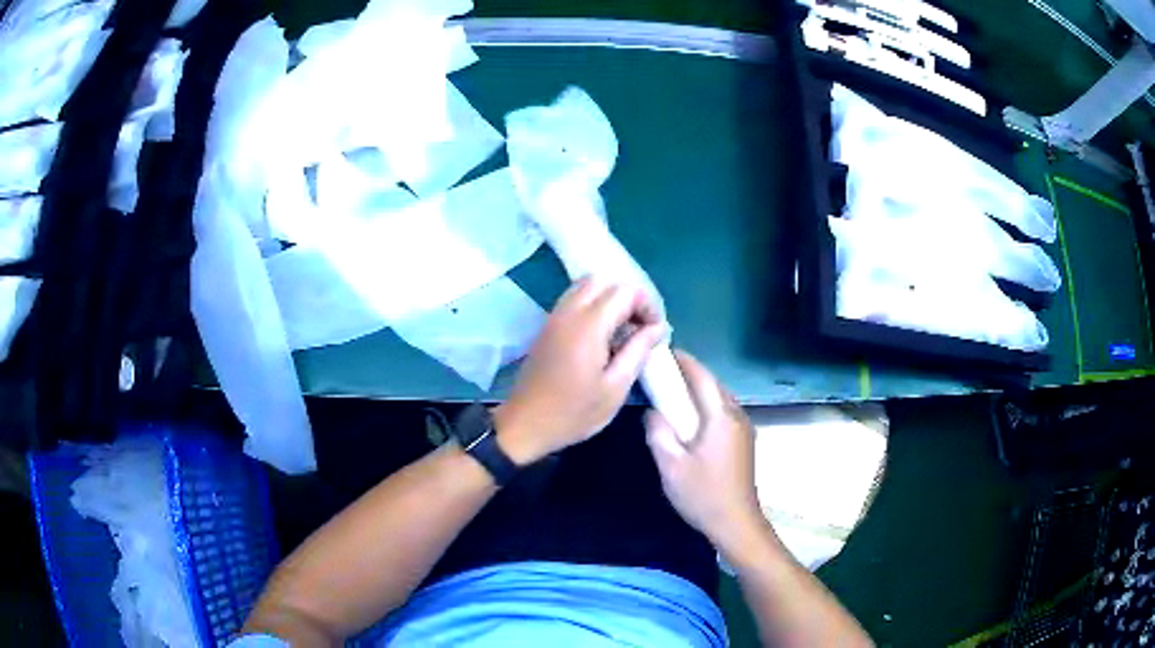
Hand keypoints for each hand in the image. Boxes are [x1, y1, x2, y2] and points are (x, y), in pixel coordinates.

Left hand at [495, 277, 666, 463]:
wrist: (524, 424)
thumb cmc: (573, 412)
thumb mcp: (615, 388)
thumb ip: (638, 351)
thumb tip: (658, 327)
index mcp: (588, 325)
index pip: (625, 291)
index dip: (646, 305)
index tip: (654, 332)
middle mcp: (569, 312)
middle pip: (604, 280)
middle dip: (628, 296)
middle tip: (640, 326)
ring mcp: (554, 316)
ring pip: (586, 286)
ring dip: (609, 299)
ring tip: (623, 331)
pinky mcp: (547, 326)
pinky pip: (574, 299)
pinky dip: (593, 305)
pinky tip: (602, 335)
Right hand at [645, 351, 762, 553]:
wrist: (736, 523)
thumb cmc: (703, 494)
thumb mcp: (670, 466)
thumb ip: (658, 433)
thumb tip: (653, 412)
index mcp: (721, 417)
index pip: (703, 378)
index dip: (685, 362)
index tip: (666, 352)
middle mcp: (737, 416)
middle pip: (714, 385)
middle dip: (691, 374)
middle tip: (663, 373)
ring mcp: (744, 429)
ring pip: (720, 399)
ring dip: (699, 391)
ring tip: (673, 393)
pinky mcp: (744, 442)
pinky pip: (724, 413)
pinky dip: (706, 406)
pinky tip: (691, 419)